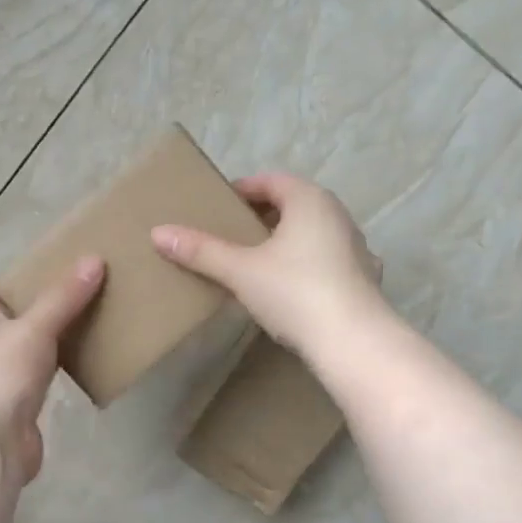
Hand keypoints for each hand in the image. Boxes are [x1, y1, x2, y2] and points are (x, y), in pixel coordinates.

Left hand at [0, 257, 105, 485]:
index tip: (7, 294)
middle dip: (16, 326)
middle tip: (54, 310)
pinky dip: (45, 385)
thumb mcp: (34, 327)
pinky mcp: (9, 419)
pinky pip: (29, 394)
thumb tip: (94, 260)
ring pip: (11, 366)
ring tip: (70, 338)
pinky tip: (72, 376)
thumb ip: (63, 298)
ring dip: (33, 356)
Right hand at [151, 172, 382, 356]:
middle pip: (294, 205)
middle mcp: (338, 215)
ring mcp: (356, 247)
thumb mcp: (240, 271)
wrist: (352, 341)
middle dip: (263, 216)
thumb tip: (158, 233)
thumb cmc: (294, 292)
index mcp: (309, 201)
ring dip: (287, 240)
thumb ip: (201, 251)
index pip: (271, 181)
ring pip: (313, 232)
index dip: (243, 190)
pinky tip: (293, 286)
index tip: (219, 206)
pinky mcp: (364, 277)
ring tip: (258, 261)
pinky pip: (328, 259)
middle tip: (232, 234)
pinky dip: (307, 264)